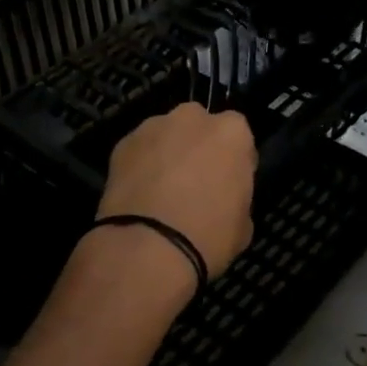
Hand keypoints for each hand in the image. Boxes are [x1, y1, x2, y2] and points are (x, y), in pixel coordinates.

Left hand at [95, 103, 255, 290]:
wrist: (148, 247)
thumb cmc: (208, 236)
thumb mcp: (243, 225)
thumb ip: (236, 195)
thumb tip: (223, 198)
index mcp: (231, 132)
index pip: (238, 136)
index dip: (232, 160)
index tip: (228, 182)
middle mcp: (193, 118)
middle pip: (198, 126)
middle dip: (197, 147)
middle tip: (193, 182)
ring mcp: (153, 126)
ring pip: (165, 135)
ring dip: (166, 153)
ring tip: (160, 190)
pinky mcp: (122, 142)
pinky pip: (139, 150)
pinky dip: (139, 165)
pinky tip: (138, 194)